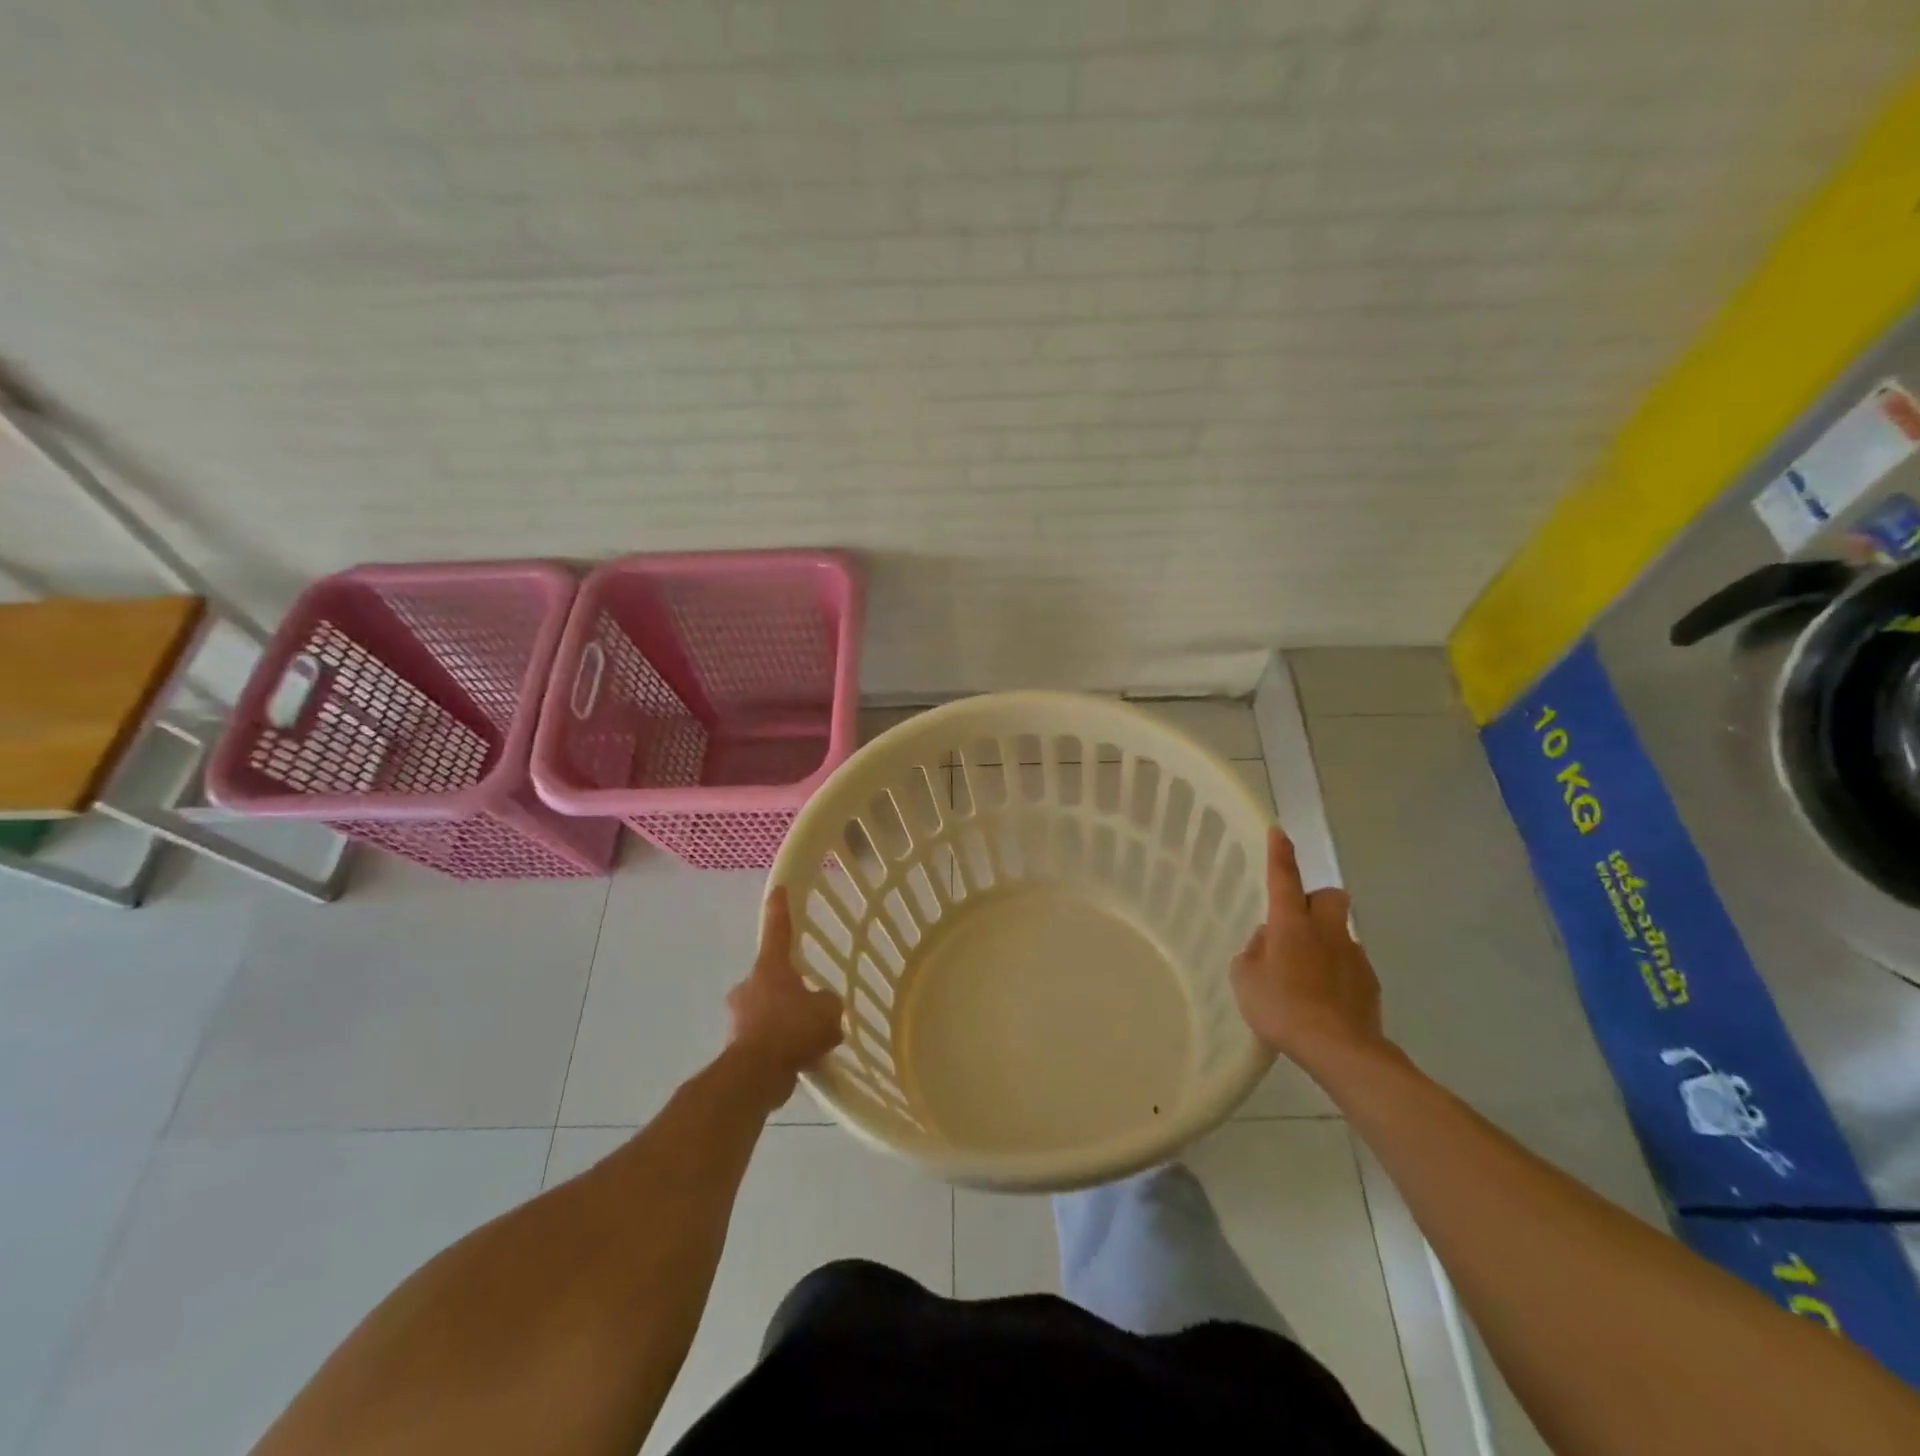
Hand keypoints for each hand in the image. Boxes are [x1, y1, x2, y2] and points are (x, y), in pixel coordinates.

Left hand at [726, 886, 844, 1103]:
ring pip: (768, 1010)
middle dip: (789, 988)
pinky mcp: (737, 1047)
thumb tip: (824, 1006)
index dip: (780, 910)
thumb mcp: (828, 1009)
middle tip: (811, 1002)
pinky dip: (781, 1046)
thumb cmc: (791, 1028)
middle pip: (772, 977)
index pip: (777, 930)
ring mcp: (739, 1017)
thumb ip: (829, 1002)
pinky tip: (801, 1060)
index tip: (778, 889)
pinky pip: (766, 1038)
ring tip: (811, 1040)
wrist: (755, 1075)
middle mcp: (749, 986)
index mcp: (770, 968)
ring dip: (785, 1020)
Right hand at [1231, 828, 1388, 1067]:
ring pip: (1340, 932)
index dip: (1280, 854)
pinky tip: (1323, 998)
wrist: (1340, 1049)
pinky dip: (1336, 972)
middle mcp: (1326, 930)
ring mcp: (1353, 955)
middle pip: (1329, 896)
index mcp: (1292, 923)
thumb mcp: (1245, 979)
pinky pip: (1349, 964)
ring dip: (1324, 941)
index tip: (1278, 832)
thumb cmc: (1283, 1007)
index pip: (1284, 877)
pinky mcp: (1369, 982)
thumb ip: (1253, 953)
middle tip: (1296, 925)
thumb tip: (1266, 941)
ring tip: (1305, 974)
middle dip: (1315, 902)